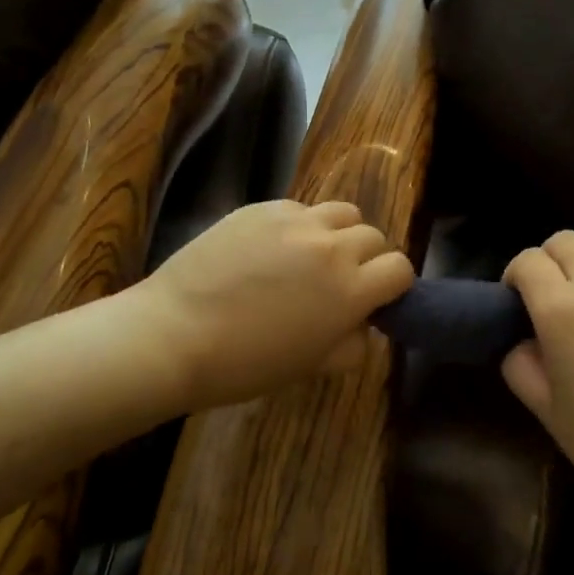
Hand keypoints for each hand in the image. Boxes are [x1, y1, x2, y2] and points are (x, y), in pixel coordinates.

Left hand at [138, 199, 414, 411]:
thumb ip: (352, 344)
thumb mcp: (311, 366)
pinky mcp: (261, 208)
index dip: (392, 285)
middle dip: (366, 259)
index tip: (374, 299)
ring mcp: (295, 221)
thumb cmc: (245, 364)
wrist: (174, 335)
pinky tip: (270, 249)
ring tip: (311, 256)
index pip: (400, 268)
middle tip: (338, 282)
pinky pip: (299, 208)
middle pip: (373, 236)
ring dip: (338, 233)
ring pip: (341, 212)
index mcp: (351, 290)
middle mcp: (331, 247)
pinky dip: (299, 226)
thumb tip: (362, 325)